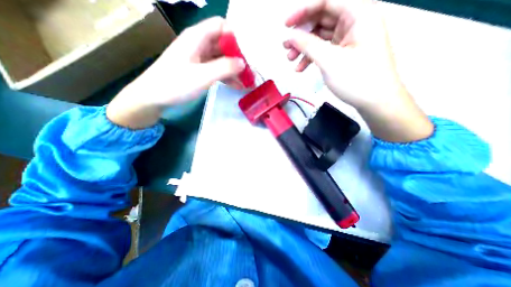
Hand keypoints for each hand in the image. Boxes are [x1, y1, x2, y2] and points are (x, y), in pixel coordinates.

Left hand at [107, 17, 245, 128]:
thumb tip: (243, 63)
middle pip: (224, 43)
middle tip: (251, 70)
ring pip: (222, 58)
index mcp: (197, 37)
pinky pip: (217, 69)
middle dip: (239, 56)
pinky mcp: (199, 69)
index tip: (248, 52)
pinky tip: (237, 86)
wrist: (153, 97)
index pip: (221, 26)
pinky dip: (227, 76)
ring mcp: (199, 58)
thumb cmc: (175, 84)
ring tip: (248, 81)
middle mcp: (199, 44)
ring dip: (235, 68)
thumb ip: (224, 68)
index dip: (236, 36)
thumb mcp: (202, 76)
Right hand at [284, 0, 430, 141]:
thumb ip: (308, 45)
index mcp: (359, 13)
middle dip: (302, 34)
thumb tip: (290, 37)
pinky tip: (301, 68)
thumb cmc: (357, 79)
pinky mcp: (346, 52)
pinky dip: (312, 57)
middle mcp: (356, 21)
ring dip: (305, 48)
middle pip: (322, 19)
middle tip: (286, 47)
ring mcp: (350, 38)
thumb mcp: (329, 61)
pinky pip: (325, 49)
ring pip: (321, 36)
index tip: (286, 25)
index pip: (327, 1)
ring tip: (291, 60)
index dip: (303, 11)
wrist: (376, 101)